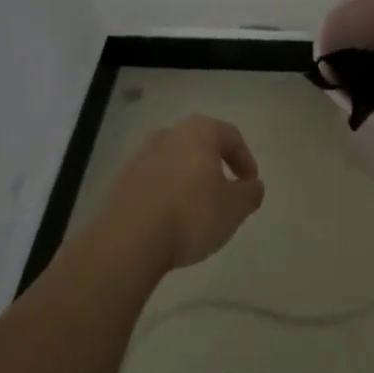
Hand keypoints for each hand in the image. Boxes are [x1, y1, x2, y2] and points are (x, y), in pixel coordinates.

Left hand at [96, 115, 265, 270]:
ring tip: (197, 213)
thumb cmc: (191, 214)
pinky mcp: (121, 181)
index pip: (231, 136)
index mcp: (198, 131)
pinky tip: (170, 222)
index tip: (249, 186)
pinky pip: (154, 182)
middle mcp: (167, 134)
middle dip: (215, 168)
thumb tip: (253, 186)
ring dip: (189, 182)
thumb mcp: (235, 208)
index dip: (246, 160)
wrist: (129, 241)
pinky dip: (166, 195)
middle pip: (200, 146)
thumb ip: (250, 193)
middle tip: (225, 196)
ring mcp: (140, 156)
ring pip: (175, 163)